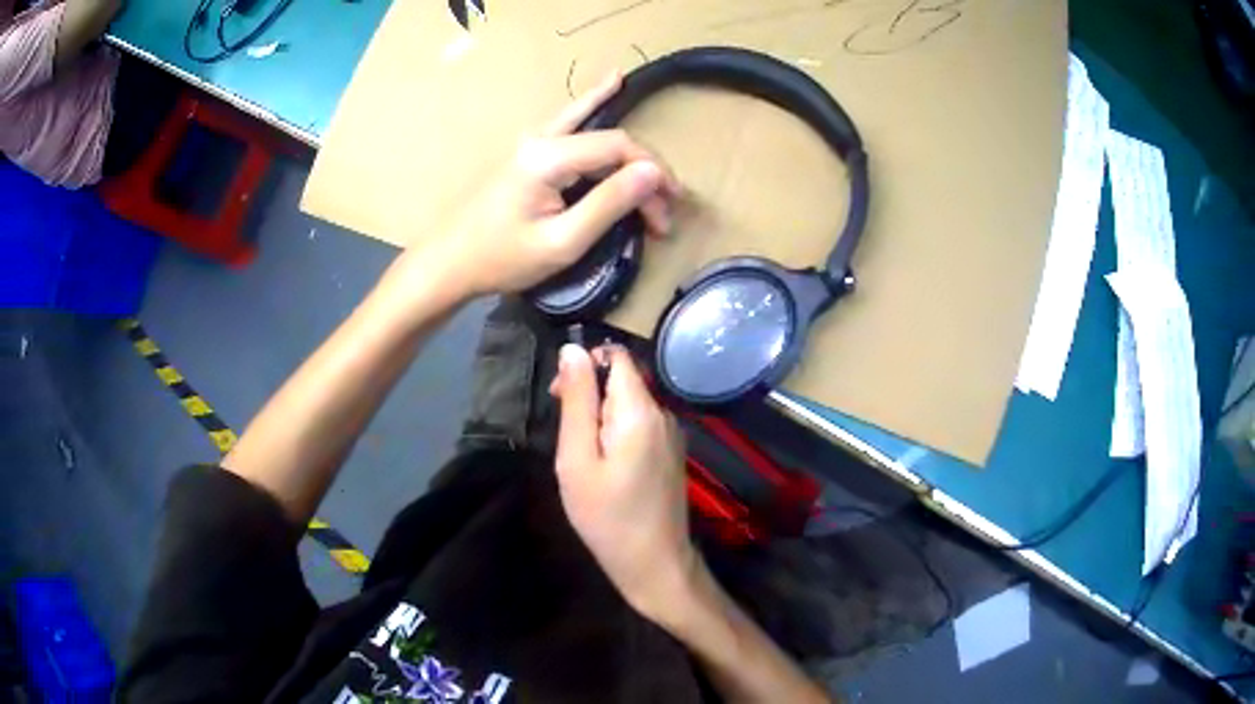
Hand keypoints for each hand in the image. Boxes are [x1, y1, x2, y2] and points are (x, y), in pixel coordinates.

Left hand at [421, 72, 680, 299]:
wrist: (450, 263)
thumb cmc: (502, 259)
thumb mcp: (562, 242)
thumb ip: (609, 204)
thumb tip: (654, 173)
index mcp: (549, 157)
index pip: (619, 146)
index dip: (653, 172)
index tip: (671, 206)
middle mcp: (542, 138)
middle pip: (610, 140)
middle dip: (644, 173)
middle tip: (663, 214)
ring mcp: (533, 142)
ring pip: (595, 130)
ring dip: (629, 154)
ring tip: (661, 171)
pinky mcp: (529, 152)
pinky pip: (572, 124)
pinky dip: (597, 108)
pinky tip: (613, 83)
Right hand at [550, 344, 700, 622]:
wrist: (655, 563)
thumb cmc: (607, 516)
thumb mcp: (578, 458)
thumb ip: (577, 401)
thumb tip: (572, 350)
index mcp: (640, 410)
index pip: (616, 356)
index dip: (584, 365)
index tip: (560, 397)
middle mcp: (663, 413)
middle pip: (623, 379)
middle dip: (590, 393)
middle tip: (567, 436)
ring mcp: (672, 434)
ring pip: (630, 403)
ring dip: (602, 415)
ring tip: (584, 457)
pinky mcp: (672, 453)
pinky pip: (640, 425)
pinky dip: (618, 433)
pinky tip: (606, 467)